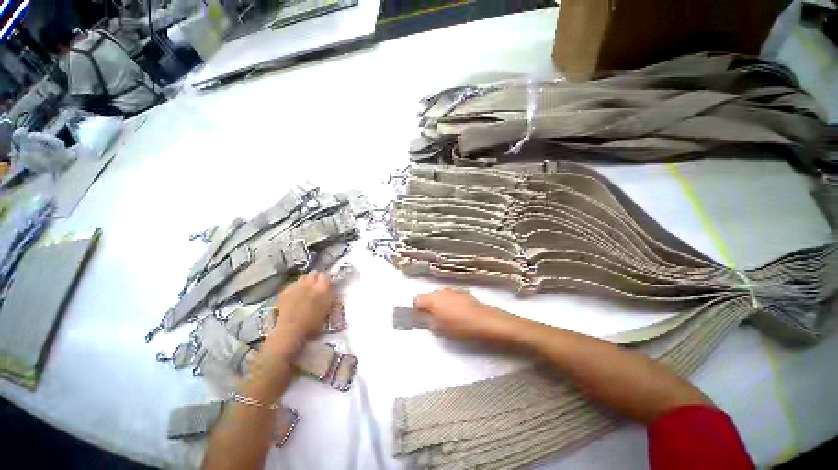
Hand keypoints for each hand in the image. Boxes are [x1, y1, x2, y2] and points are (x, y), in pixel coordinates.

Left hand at [265, 272, 335, 354]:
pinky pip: (292, 285)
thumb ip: (329, 297)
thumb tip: (330, 291)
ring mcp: (296, 287)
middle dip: (315, 278)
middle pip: (313, 273)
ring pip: (302, 277)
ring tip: (305, 290)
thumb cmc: (313, 324)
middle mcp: (310, 284)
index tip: (326, 284)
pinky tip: (295, 295)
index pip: (325, 276)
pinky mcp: (285, 291)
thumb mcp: (327, 310)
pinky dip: (295, 288)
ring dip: (305, 281)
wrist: (290, 331)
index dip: (325, 279)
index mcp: (323, 289)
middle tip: (316, 286)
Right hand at [413, 288, 518, 341]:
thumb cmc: (460, 327)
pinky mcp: (464, 292)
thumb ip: (429, 323)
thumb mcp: (440, 330)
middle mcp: (441, 291)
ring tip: (448, 317)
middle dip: (429, 307)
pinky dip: (451, 303)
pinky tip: (460, 313)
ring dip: (441, 304)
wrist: (486, 322)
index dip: (416, 309)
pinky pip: (452, 296)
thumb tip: (426, 320)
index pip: (417, 300)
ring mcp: (454, 290)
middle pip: (429, 296)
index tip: (421, 319)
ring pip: (441, 296)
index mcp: (433, 299)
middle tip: (434, 320)